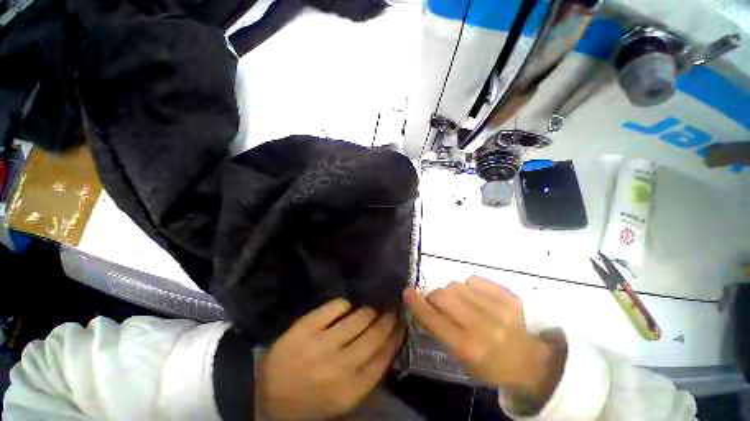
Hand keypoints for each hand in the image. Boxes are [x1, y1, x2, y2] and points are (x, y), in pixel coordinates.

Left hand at [260, 299, 403, 420]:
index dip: (396, 336)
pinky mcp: (307, 326)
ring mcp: (322, 344)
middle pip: (375, 334)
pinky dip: (345, 304)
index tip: (402, 323)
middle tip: (393, 307)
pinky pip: (336, 306)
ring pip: (359, 316)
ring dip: (370, 309)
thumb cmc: (308, 400)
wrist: (265, 393)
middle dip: (388, 318)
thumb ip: (367, 374)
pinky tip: (347, 307)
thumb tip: (388, 343)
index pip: (384, 356)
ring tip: (374, 305)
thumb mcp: (343, 399)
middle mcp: (340, 366)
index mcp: (351, 390)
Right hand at [404, 276, 564, 408]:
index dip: (417, 303)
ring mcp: (499, 309)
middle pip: (444, 295)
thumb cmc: (488, 364)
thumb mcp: (460, 357)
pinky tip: (478, 298)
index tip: (408, 291)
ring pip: (457, 284)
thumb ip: (439, 329)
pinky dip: (470, 286)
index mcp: (468, 348)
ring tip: (463, 303)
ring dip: (453, 292)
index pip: (433, 319)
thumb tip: (422, 302)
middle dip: (436, 296)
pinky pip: (475, 279)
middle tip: (440, 302)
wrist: (529, 361)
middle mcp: (483, 328)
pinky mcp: (510, 296)